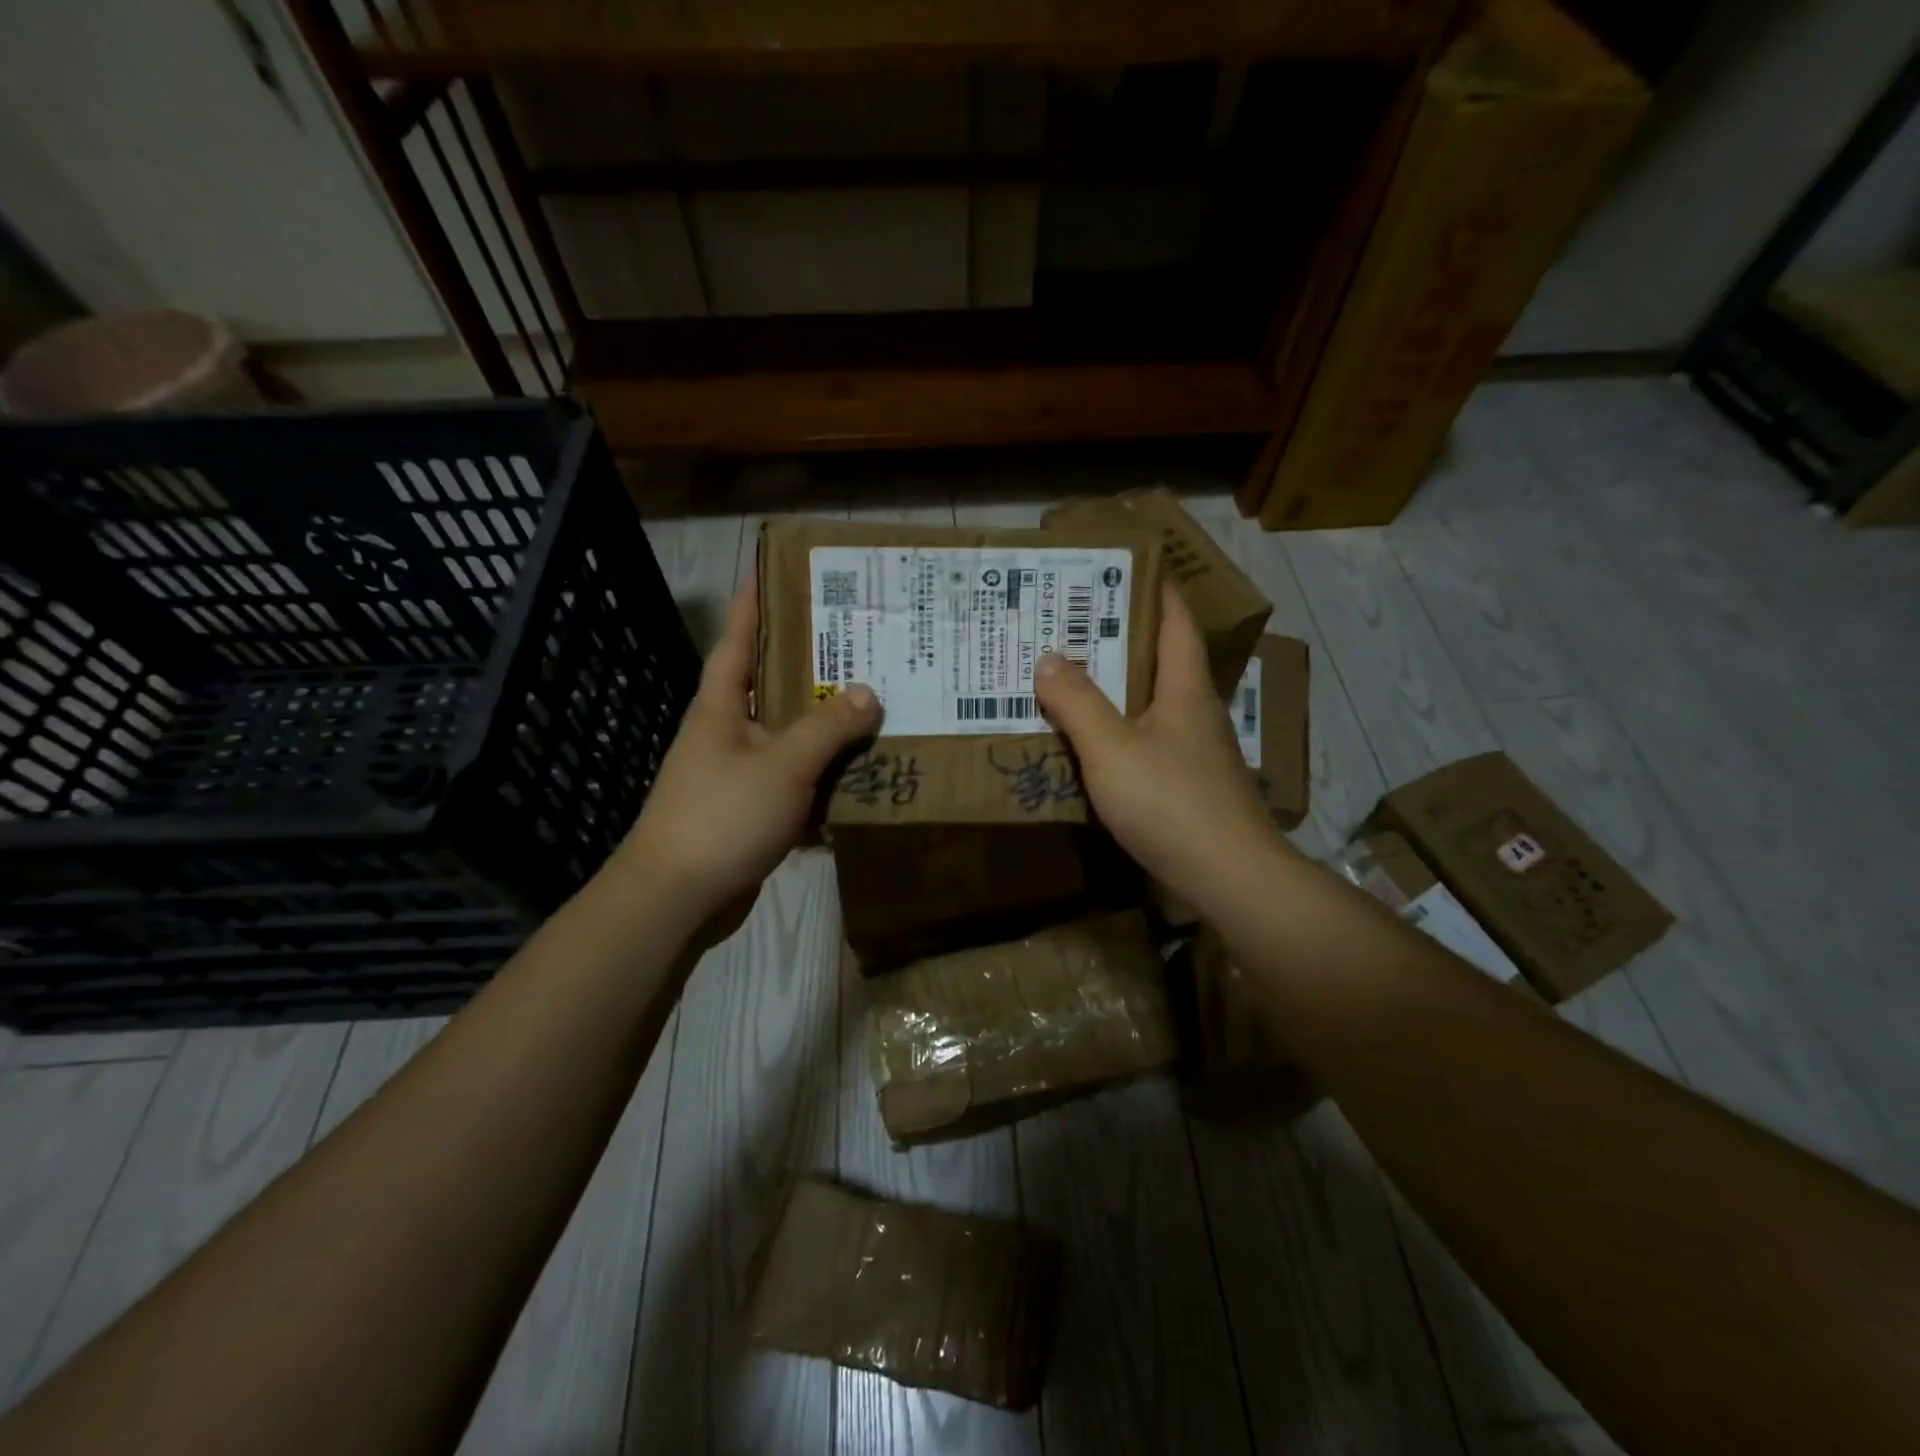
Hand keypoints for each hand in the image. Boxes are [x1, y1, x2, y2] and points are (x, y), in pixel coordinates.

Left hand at [613, 577, 881, 938]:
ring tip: (871, 705)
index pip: (737, 642)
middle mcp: (725, 733)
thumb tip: (868, 692)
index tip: (771, 571)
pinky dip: (822, 778)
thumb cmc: (724, 815)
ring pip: (787, 738)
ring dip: (823, 727)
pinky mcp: (748, 812)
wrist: (678, 898)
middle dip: (808, 666)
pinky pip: (793, 782)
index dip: (752, 605)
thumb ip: (827, 727)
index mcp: (720, 708)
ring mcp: (735, 775)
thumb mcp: (783, 764)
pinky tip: (859, 776)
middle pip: (770, 688)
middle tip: (855, 642)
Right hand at [1033, 580, 1290, 911]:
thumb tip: (1048, 658)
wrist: (1230, 879)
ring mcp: (1196, 753)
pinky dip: (1118, 732)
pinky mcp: (1188, 787)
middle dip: (1120, 637)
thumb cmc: (1172, 803)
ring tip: (1068, 678)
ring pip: (1152, 704)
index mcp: (1186, 689)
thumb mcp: (1112, 749)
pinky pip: (1147, 742)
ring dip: (1116, 688)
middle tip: (1070, 624)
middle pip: (1161, 660)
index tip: (1124, 565)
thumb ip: (1077, 702)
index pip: (1175, 622)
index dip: (1155, 589)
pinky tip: (1089, 744)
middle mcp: (1195, 712)